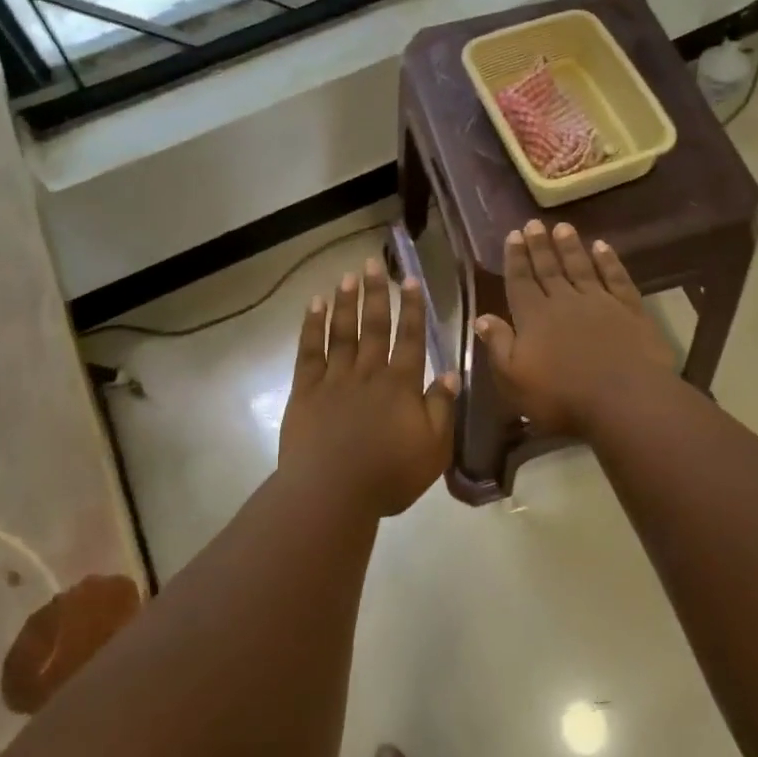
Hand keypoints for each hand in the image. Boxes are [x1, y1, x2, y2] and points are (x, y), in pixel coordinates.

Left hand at [279, 257, 459, 516]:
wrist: (331, 493)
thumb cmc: (388, 475)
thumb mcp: (433, 449)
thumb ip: (442, 408)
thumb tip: (452, 373)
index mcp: (401, 385)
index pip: (411, 338)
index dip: (412, 308)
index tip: (410, 279)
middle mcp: (368, 373)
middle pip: (374, 326)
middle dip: (376, 293)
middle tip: (373, 263)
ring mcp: (334, 379)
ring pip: (342, 332)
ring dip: (346, 302)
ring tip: (348, 275)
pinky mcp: (305, 391)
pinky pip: (309, 352)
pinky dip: (312, 326)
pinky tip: (315, 306)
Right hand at [474, 221, 679, 434]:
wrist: (625, 399)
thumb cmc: (562, 397)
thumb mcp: (515, 379)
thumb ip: (498, 345)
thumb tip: (481, 317)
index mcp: (533, 317)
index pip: (520, 282)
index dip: (515, 258)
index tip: (513, 234)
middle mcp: (564, 302)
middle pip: (549, 269)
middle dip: (539, 246)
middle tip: (533, 224)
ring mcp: (600, 302)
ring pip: (581, 267)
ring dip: (570, 247)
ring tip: (562, 227)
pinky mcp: (630, 310)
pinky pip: (616, 278)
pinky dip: (609, 261)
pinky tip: (602, 246)